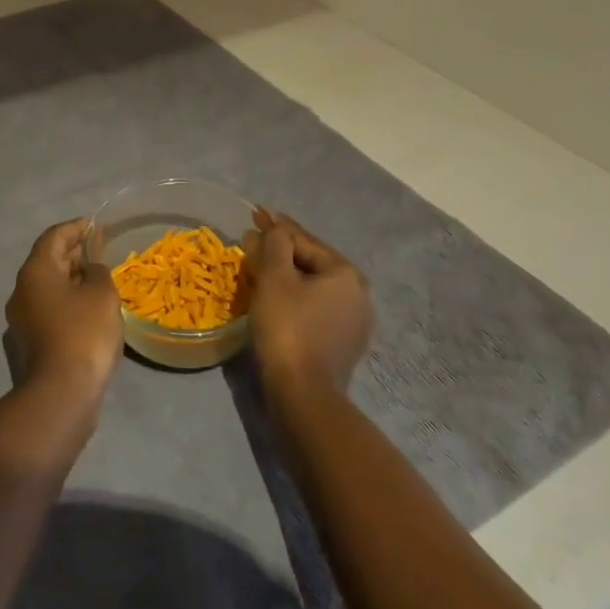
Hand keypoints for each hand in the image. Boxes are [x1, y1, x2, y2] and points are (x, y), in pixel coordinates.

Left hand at [5, 219, 123, 401]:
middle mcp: (21, 290)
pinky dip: (65, 303)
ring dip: (68, 280)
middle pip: (46, 261)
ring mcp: (21, 319)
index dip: (74, 228)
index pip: (53, 237)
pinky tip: (86, 311)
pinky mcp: (28, 343)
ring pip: (46, 288)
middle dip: (71, 253)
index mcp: (35, 271)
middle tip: (95, 250)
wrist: (61, 393)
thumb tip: (89, 271)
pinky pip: (47, 310)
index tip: (92, 225)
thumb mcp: (102, 293)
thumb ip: (98, 272)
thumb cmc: (83, 333)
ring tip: (94, 279)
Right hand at [245, 207, 371, 394]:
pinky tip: (274, 296)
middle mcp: (358, 294)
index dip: (276, 226)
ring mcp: (353, 322)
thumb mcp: (275, 278)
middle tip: (252, 239)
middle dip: (280, 249)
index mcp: (346, 273)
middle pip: (311, 262)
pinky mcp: (342, 344)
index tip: (255, 213)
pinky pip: (314, 307)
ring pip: (312, 286)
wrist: (303, 394)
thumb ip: (275, 244)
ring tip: (259, 265)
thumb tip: (274, 228)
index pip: (304, 240)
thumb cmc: (287, 327)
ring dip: (285, 273)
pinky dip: (294, 296)